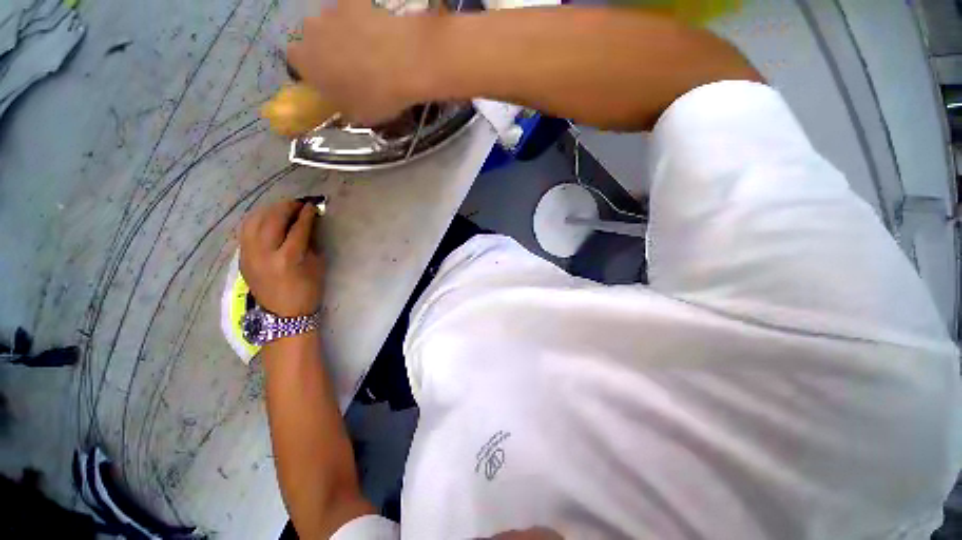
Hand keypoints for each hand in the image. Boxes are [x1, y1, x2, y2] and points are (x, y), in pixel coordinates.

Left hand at [239, 200, 323, 316]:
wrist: (284, 314)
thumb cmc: (307, 291)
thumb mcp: (316, 266)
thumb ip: (311, 243)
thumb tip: (308, 224)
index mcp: (288, 258)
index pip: (298, 228)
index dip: (306, 214)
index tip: (313, 205)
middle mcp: (264, 253)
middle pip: (272, 220)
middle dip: (286, 207)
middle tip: (298, 204)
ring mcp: (249, 255)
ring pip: (253, 221)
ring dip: (269, 210)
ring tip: (282, 208)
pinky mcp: (241, 257)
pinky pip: (245, 231)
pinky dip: (256, 220)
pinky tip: (266, 219)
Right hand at [287, 0, 437, 124]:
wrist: (405, 64)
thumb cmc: (378, 97)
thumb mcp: (359, 116)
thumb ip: (343, 106)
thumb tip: (344, 104)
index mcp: (305, 62)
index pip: (297, 62)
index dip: (313, 71)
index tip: (330, 81)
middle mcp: (310, 30)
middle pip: (313, 39)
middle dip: (328, 51)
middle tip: (352, 67)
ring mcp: (331, 11)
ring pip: (331, 23)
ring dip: (344, 34)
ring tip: (369, 50)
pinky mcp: (354, 0)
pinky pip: (353, 8)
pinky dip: (361, 18)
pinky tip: (378, 32)